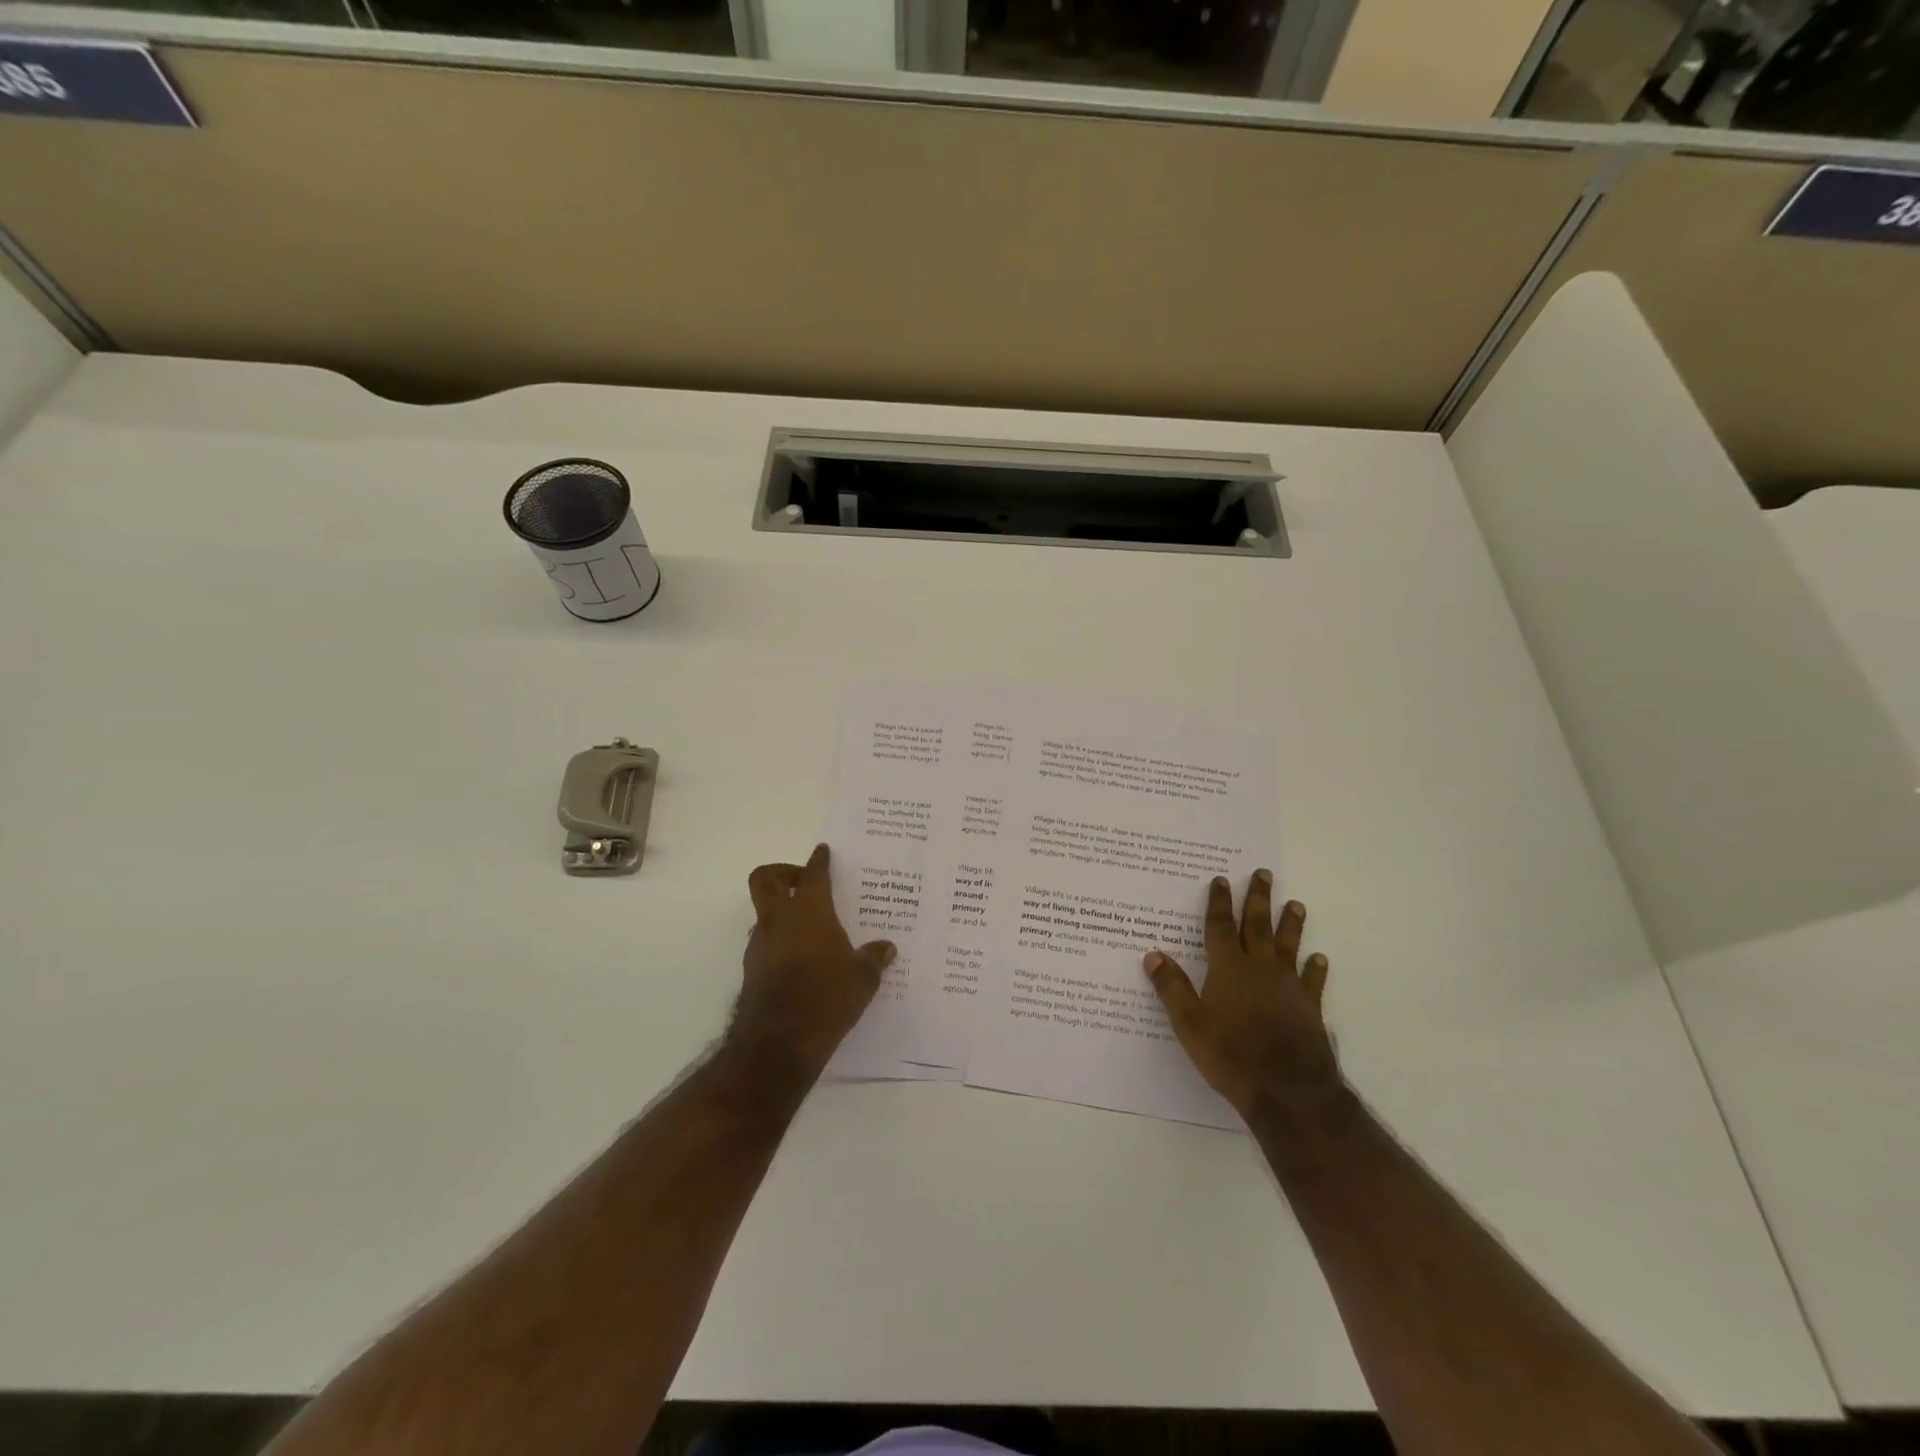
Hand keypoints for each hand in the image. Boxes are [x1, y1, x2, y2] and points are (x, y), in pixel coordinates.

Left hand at [731, 844, 894, 1078]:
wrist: (778, 1042)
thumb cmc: (827, 997)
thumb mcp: (862, 978)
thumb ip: (873, 958)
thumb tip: (887, 948)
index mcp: (809, 911)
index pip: (813, 874)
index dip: (818, 860)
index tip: (822, 851)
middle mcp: (779, 920)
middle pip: (766, 879)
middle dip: (782, 872)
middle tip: (803, 881)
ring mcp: (760, 945)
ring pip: (764, 913)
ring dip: (782, 913)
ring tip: (811, 929)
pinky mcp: (752, 970)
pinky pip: (765, 943)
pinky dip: (780, 943)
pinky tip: (802, 962)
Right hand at [1144, 871, 1337, 1118]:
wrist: (1288, 1090)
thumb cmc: (1231, 1055)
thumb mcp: (1189, 1023)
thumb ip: (1172, 987)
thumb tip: (1152, 954)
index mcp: (1228, 968)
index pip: (1221, 927)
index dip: (1219, 902)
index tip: (1221, 879)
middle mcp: (1260, 969)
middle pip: (1258, 926)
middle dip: (1258, 899)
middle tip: (1263, 873)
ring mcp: (1288, 987)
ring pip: (1288, 946)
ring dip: (1290, 924)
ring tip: (1296, 904)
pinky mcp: (1309, 1008)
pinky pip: (1312, 981)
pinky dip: (1315, 969)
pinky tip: (1320, 959)